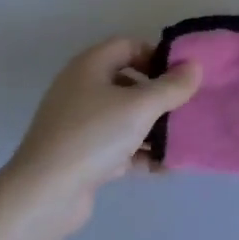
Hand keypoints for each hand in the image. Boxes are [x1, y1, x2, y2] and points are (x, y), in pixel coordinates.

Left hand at [3, 38, 201, 231]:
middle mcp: (82, 89)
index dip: (156, 56)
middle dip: (159, 96)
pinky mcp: (82, 155)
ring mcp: (80, 124)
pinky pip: (118, 146)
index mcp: (90, 66)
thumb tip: (194, 66)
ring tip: (182, 140)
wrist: (45, 193)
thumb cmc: (93, 136)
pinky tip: (164, 166)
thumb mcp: (139, 107)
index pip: (128, 46)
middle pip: (128, 82)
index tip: (182, 76)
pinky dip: (139, 153)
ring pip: (124, 117)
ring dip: (153, 128)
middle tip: (187, 108)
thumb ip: (170, 87)